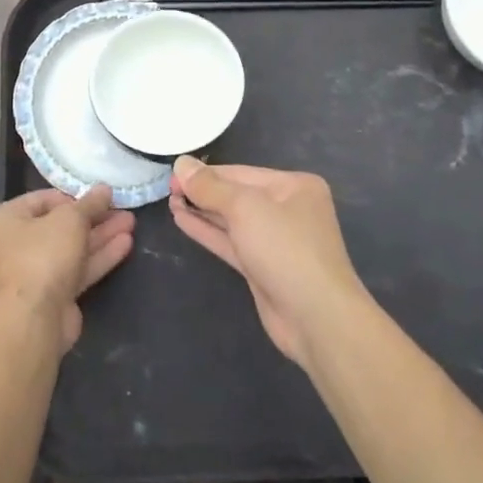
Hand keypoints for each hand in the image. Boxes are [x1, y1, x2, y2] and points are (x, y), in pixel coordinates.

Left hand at [0, 187, 134, 354]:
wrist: (34, 320)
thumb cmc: (43, 255)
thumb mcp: (70, 219)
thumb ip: (90, 203)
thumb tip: (104, 189)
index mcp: (7, 220)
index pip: (43, 200)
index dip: (73, 196)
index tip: (99, 195)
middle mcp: (16, 245)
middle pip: (61, 225)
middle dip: (94, 217)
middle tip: (122, 208)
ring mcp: (35, 273)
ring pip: (73, 248)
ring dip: (101, 235)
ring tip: (131, 222)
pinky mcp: (54, 295)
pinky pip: (78, 269)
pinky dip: (99, 257)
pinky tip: (126, 244)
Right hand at [169, 158, 371, 366]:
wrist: (316, 318)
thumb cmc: (285, 249)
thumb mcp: (245, 208)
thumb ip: (210, 187)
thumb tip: (181, 164)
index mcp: (294, 186)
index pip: (241, 172)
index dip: (206, 173)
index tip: (173, 173)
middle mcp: (287, 209)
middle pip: (237, 195)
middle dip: (203, 192)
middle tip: (167, 188)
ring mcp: (276, 240)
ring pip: (232, 220)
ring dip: (202, 211)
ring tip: (170, 201)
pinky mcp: (263, 267)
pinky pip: (231, 242)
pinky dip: (208, 231)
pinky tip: (182, 220)